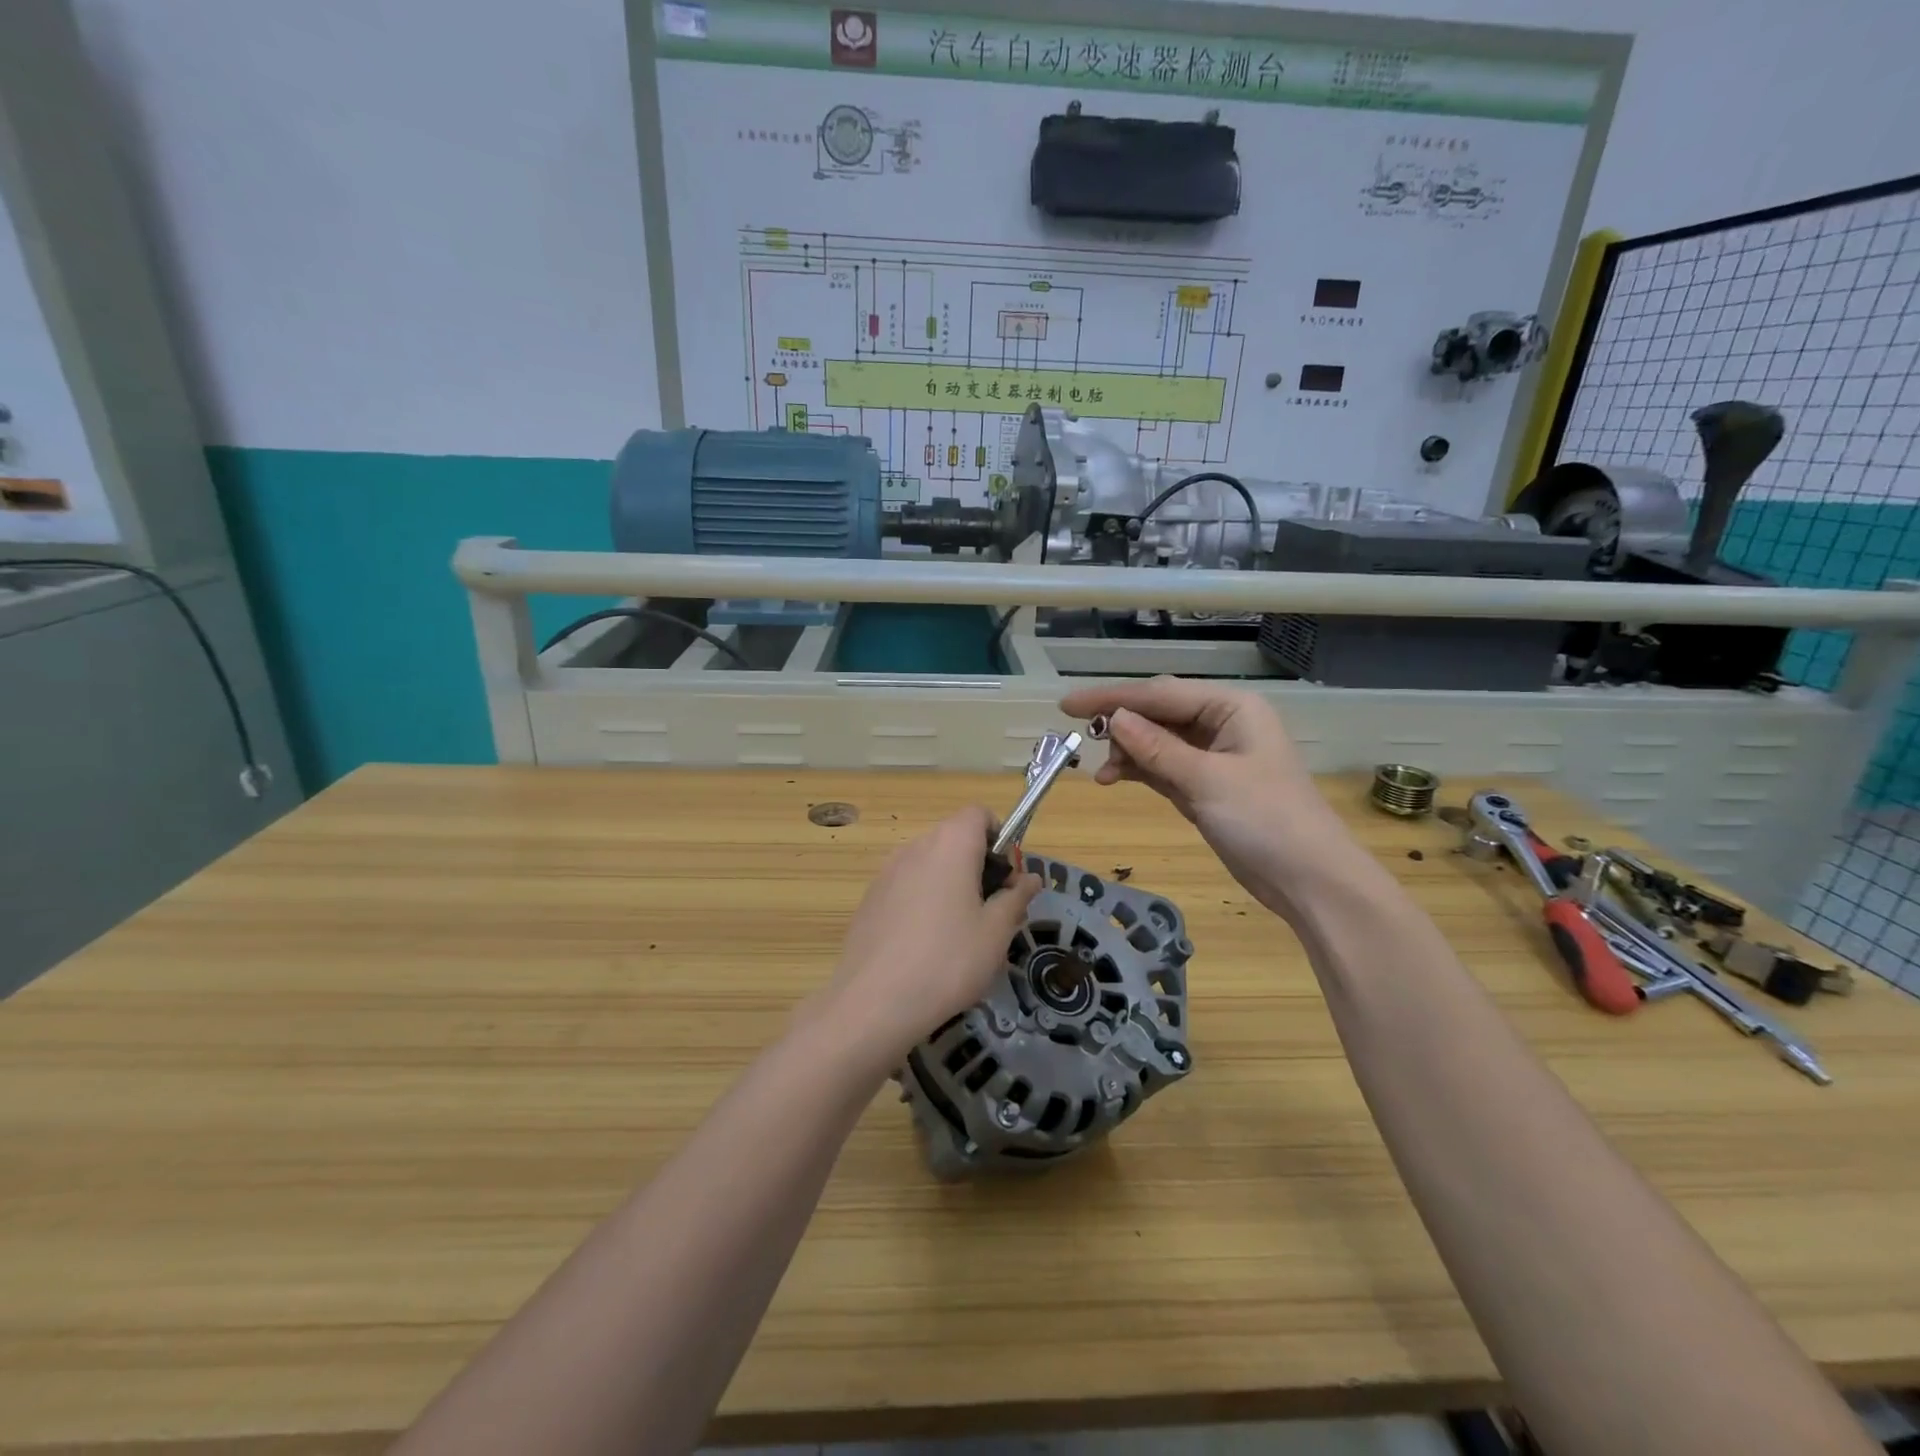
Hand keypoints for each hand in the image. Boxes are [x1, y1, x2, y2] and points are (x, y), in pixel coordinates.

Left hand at [822, 806, 1039, 1067]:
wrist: (874, 1002)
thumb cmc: (948, 960)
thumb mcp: (996, 932)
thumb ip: (1016, 897)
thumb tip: (1030, 878)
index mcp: (950, 844)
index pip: (979, 814)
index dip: (1000, 837)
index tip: (1009, 877)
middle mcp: (916, 847)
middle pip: (954, 838)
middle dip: (979, 865)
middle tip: (994, 911)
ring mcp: (887, 872)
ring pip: (930, 864)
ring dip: (951, 884)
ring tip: (962, 934)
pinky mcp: (870, 899)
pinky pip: (907, 886)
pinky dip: (924, 901)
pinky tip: (927, 946)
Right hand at [1059, 677, 1367, 920]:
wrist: (1309, 880)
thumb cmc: (1265, 821)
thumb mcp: (1207, 781)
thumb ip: (1157, 748)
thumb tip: (1113, 718)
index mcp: (1232, 707)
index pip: (1161, 694)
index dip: (1112, 698)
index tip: (1067, 705)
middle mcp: (1222, 723)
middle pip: (1158, 713)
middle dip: (1119, 724)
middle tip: (1081, 737)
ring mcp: (1213, 756)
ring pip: (1157, 741)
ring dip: (1127, 752)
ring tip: (1101, 774)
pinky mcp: (1206, 786)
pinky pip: (1163, 767)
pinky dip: (1139, 771)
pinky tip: (1114, 779)